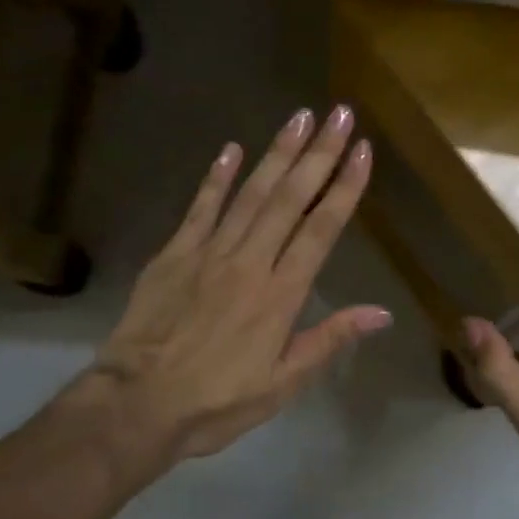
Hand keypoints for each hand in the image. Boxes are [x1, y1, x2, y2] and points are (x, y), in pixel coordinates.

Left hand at [73, 106, 390, 474]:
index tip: (363, 151)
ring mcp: (209, 252)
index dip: (345, 187)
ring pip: (251, 193)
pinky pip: (200, 207)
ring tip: (300, 117)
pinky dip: (217, 177)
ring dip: (278, 153)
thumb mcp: (282, 384)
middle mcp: (250, 261)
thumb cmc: (216, 401)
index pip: (321, 228)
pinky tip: (231, 148)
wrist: (137, 405)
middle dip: (319, 153)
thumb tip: (381, 312)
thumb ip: (329, 340)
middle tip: (340, 114)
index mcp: (280, 294)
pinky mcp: (174, 253)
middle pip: (290, 198)